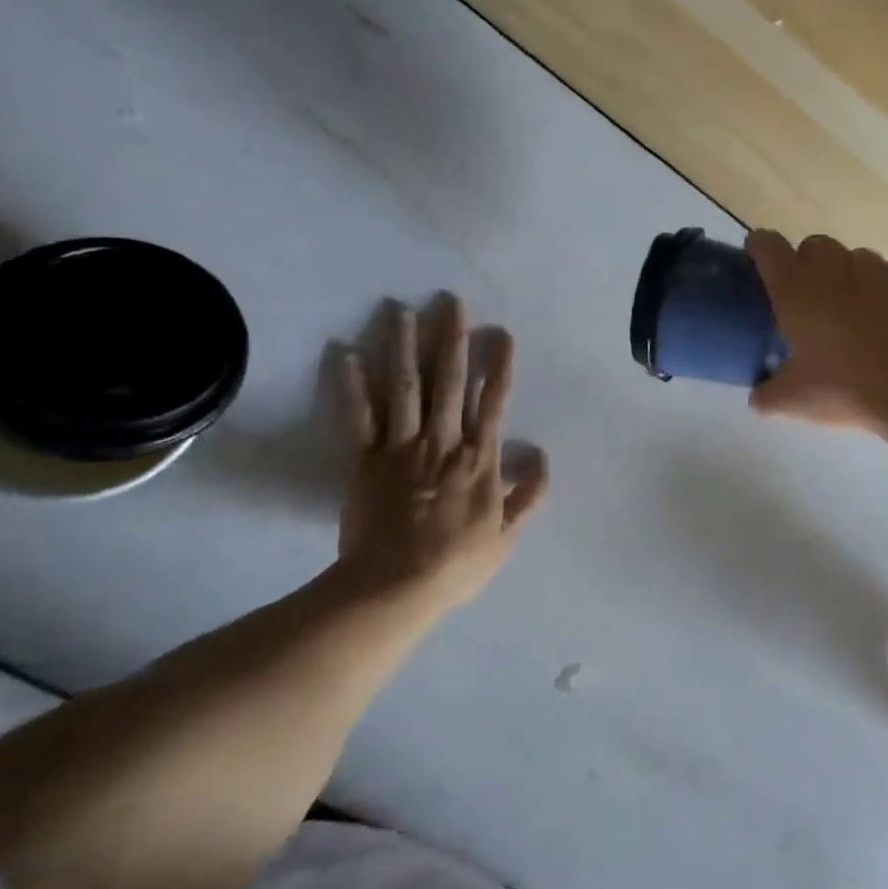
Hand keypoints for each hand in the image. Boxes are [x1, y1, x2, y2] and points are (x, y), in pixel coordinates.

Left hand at [336, 297, 549, 607]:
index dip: (500, 365)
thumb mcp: (506, 536)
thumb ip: (529, 495)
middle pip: (449, 381)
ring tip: (402, 311)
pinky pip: (358, 417)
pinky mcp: (366, 459)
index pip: (494, 402)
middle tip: (451, 301)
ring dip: (404, 346)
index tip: (502, 332)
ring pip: (405, 387)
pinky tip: (345, 352)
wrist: (393, 588)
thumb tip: (541, 455)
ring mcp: (401, 447)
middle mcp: (442, 441)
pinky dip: (351, 385)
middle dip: (452, 338)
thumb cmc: (455, 563)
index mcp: (478, 458)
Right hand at [746, 231, 887, 431]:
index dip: (760, 248)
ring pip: (858, 259)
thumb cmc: (846, 388)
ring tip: (857, 314)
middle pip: (814, 245)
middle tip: (811, 300)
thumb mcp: (795, 401)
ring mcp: (882, 271)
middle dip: (809, 263)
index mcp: (797, 288)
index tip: (759, 262)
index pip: (767, 246)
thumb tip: (757, 399)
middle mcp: (836, 268)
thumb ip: (768, 395)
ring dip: (851, 277)